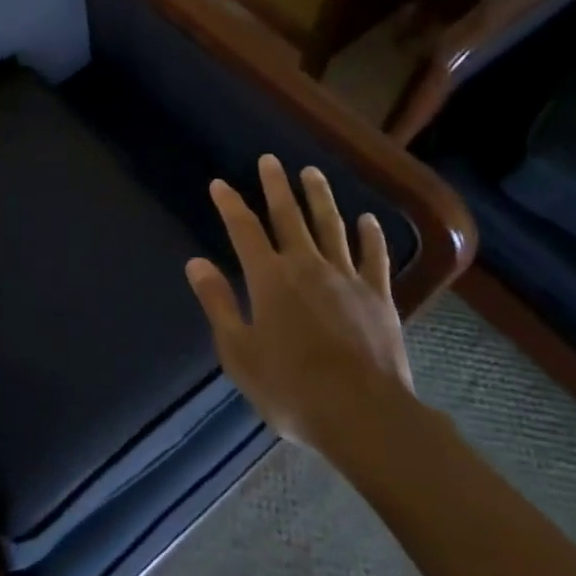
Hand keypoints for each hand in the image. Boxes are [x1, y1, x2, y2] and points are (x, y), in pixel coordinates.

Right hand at [186, 155, 413, 467]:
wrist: (364, 416)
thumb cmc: (291, 388)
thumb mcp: (239, 351)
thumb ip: (218, 303)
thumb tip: (196, 263)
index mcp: (269, 279)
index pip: (244, 229)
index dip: (230, 204)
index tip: (220, 183)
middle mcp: (306, 266)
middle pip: (288, 216)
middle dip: (276, 187)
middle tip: (270, 160)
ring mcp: (346, 278)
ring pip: (331, 226)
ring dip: (319, 197)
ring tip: (311, 172)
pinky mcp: (378, 297)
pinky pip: (374, 257)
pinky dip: (370, 236)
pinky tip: (368, 220)